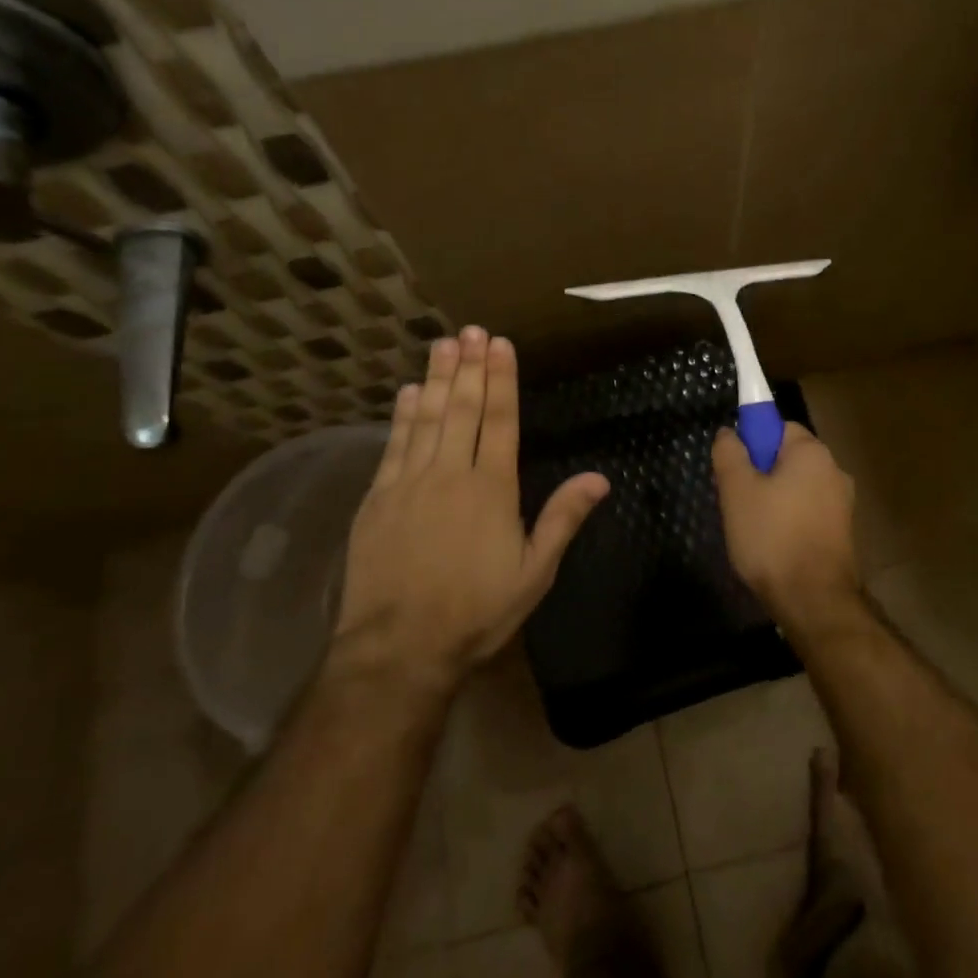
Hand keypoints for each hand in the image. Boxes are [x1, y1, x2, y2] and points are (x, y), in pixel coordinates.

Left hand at [333, 327, 609, 692]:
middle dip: (469, 366)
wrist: (398, 647)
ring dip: (438, 378)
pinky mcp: (379, 497)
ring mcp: (410, 482)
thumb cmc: (475, 611)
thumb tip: (599, 478)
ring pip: (427, 417)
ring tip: (443, 344)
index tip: (500, 344)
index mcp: (491, 488)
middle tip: (470, 329)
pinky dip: (403, 414)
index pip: (500, 420)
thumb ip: (562, 519)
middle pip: (463, 408)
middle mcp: (451, 473)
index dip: (501, 379)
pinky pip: (394, 444)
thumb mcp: (533, 573)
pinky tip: (409, 391)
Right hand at [711, 422, 859, 629]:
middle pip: (787, 458)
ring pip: (797, 487)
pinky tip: (774, 545)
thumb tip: (729, 432)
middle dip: (760, 473)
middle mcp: (834, 469)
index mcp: (812, 452)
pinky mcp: (843, 532)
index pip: (778, 427)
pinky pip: (808, 511)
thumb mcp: (736, 490)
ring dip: (774, 499)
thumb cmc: (772, 537)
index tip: (735, 470)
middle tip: (737, 501)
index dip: (752, 443)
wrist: (814, 601)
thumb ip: (729, 453)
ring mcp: (843, 503)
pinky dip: (790, 520)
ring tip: (752, 528)